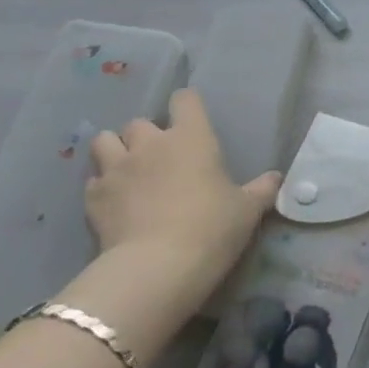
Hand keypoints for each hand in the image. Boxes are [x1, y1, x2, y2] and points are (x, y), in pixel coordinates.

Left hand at [86, 90, 280, 290]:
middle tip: (159, 157)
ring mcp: (117, 169)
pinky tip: (113, 203)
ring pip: (104, 141)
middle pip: (139, 121)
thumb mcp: (247, 210)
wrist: (157, 268)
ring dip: (114, 151)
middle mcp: (150, 143)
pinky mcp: (93, 198)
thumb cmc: (211, 228)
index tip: (192, 120)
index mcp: (191, 137)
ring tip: (126, 170)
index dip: (187, 105)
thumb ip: (261, 190)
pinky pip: (93, 181)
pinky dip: (101, 187)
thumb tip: (276, 178)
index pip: (185, 100)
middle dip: (146, 135)